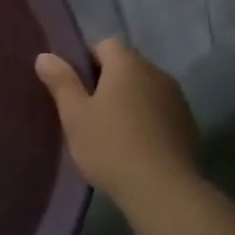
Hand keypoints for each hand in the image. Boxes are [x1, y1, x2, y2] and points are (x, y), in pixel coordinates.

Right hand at [35, 37, 199, 206]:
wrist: (163, 191)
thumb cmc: (110, 146)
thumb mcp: (74, 115)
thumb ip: (61, 81)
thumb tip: (45, 56)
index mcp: (128, 65)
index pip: (105, 44)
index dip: (87, 59)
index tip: (75, 86)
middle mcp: (156, 73)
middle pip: (127, 65)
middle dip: (107, 81)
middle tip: (87, 110)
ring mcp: (177, 99)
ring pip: (145, 89)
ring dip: (129, 100)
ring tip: (111, 130)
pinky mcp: (188, 125)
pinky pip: (160, 110)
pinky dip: (146, 119)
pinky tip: (135, 145)